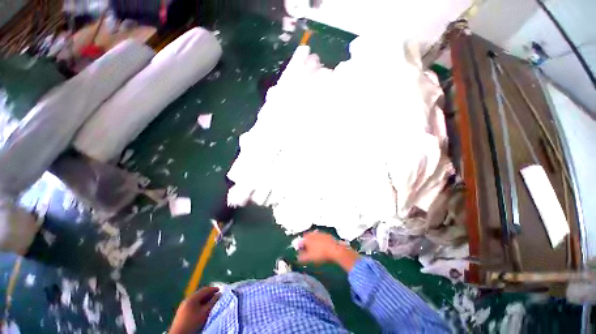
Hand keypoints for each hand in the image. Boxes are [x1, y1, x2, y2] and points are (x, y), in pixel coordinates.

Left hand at [170, 287, 220, 333]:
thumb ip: (212, 302)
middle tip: (217, 296)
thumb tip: (219, 294)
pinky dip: (199, 304)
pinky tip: (202, 308)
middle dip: (209, 294)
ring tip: (211, 303)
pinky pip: (193, 304)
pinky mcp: (182, 311)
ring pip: (197, 299)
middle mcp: (187, 299)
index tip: (220, 290)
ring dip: (204, 299)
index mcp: (192, 297)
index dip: (213, 289)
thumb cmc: (193, 322)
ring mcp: (184, 305)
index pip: (205, 289)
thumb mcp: (205, 312)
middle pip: (200, 293)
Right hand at [297, 231, 359, 270]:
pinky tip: (323, 248)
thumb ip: (301, 257)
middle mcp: (312, 233)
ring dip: (313, 242)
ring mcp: (320, 233)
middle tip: (308, 251)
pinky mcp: (327, 234)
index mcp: (307, 238)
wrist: (335, 250)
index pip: (300, 241)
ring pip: (314, 237)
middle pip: (307, 238)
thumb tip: (297, 257)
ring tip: (316, 250)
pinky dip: (320, 242)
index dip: (300, 247)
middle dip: (306, 244)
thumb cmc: (320, 254)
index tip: (301, 253)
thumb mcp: (309, 258)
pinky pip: (321, 238)